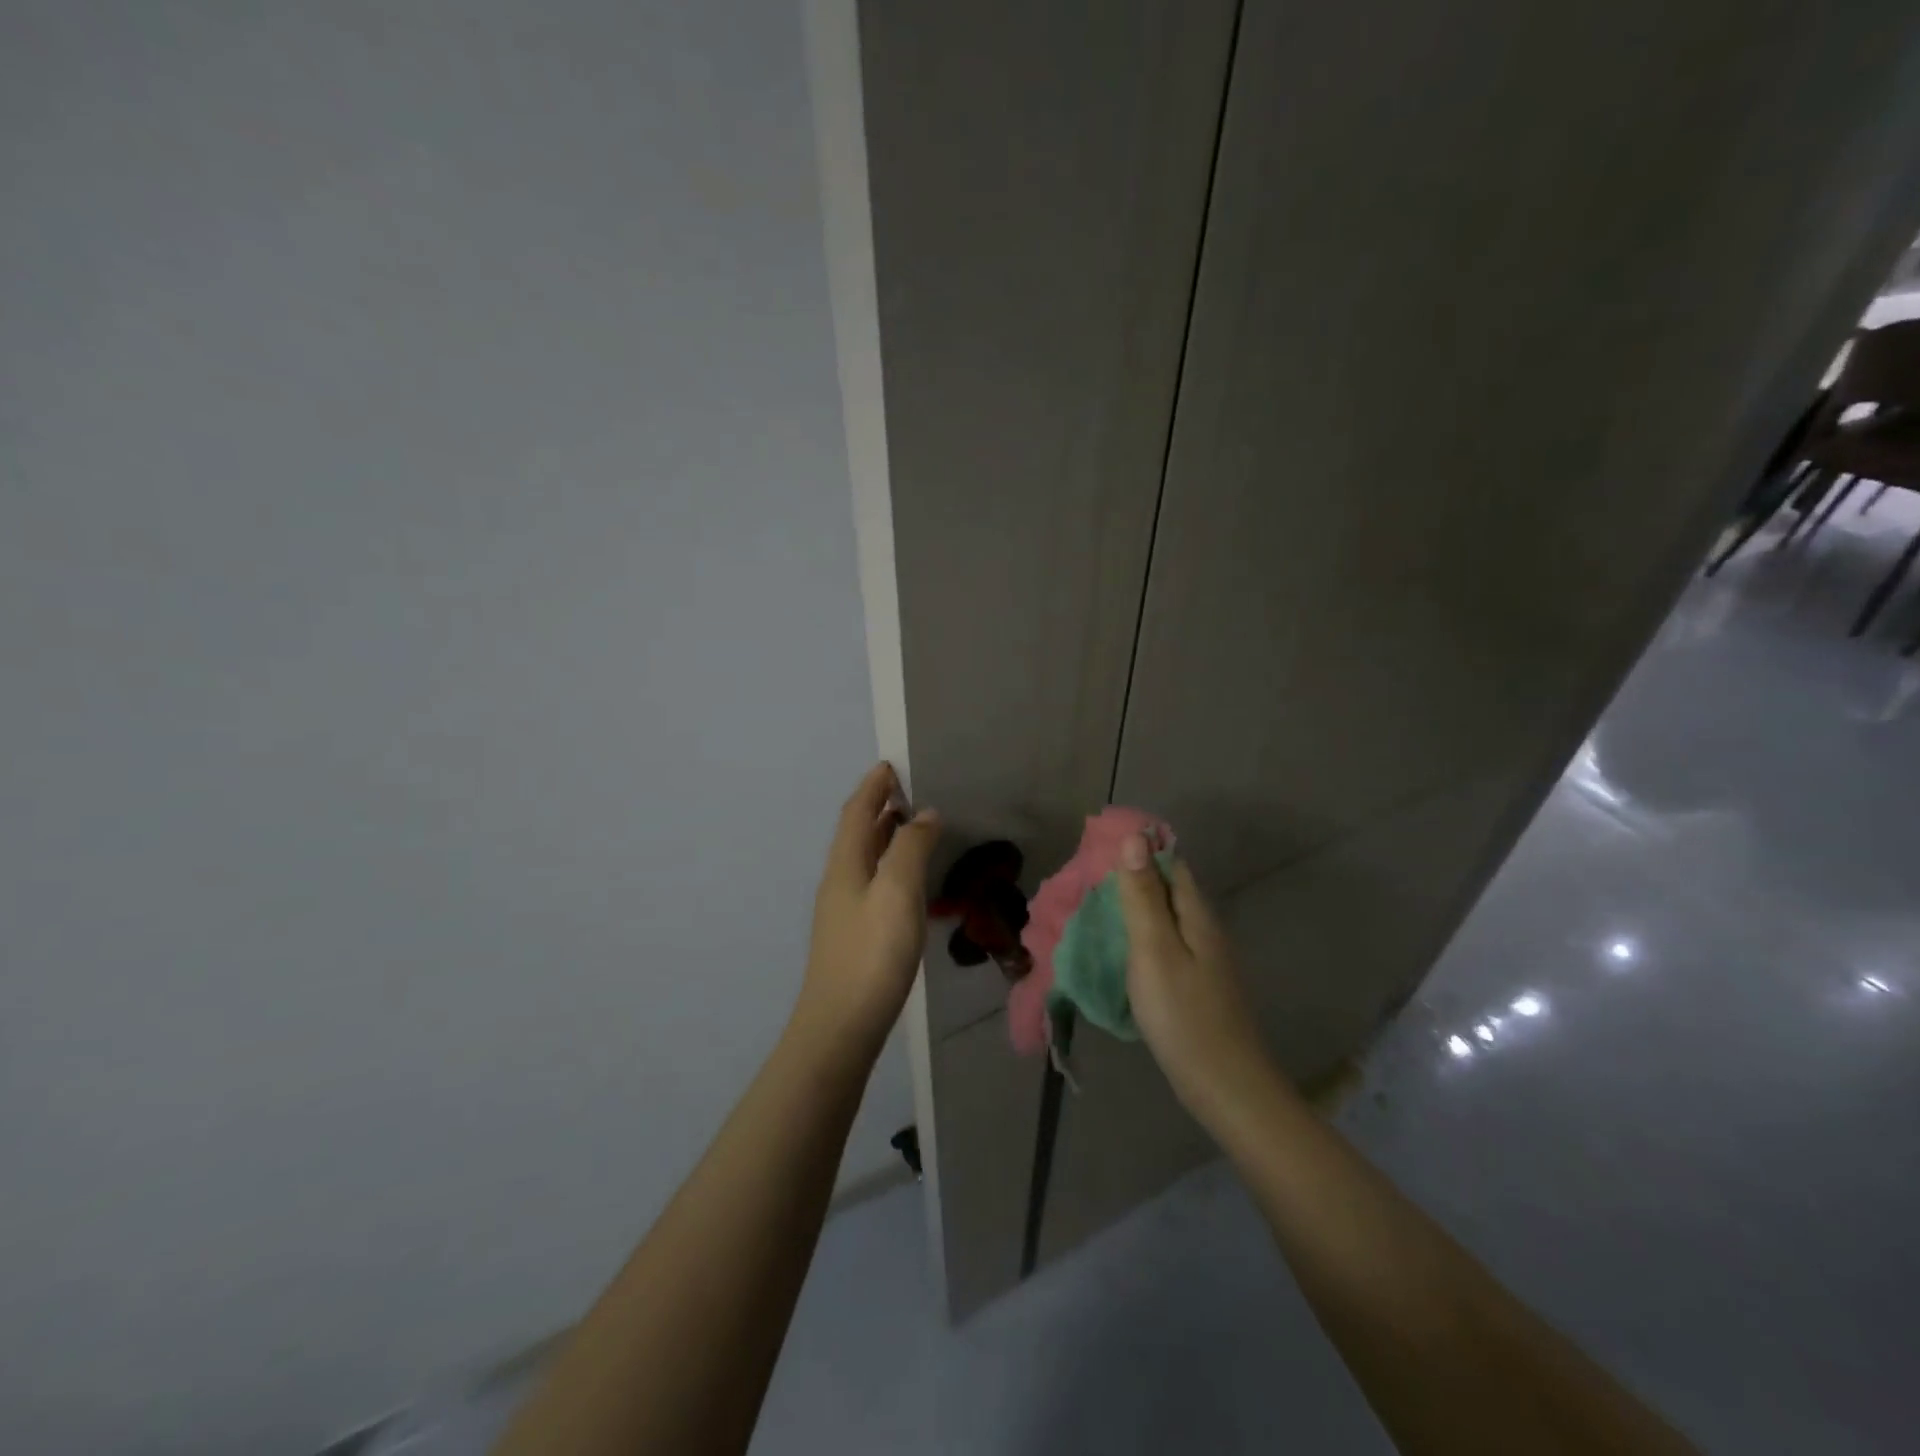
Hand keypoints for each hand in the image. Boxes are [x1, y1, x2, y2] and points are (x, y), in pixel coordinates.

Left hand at [795, 763, 941, 1058]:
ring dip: (885, 836)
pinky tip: (909, 881)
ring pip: (865, 859)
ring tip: (912, 826)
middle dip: (879, 807)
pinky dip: (890, 866)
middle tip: (908, 791)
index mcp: (845, 865)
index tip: (890, 765)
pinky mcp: (855, 936)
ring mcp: (844, 911)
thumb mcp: (897, 891)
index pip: (856, 812)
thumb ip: (911, 848)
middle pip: (857, 833)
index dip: (872, 787)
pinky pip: (873, 883)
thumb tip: (923, 814)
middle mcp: (840, 881)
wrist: (841, 1026)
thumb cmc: (872, 953)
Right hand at [1115, 833, 1271, 1114]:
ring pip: (1163, 918)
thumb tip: (1135, 837)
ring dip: (1132, 909)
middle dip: (1130, 878)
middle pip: (1166, 888)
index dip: (1137, 849)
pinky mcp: (1194, 984)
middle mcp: (1203, 928)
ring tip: (1091, 911)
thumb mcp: (1154, 949)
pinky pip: (1163, 945)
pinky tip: (1118, 951)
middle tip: (1083, 882)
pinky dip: (1138, 938)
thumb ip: (1143, 895)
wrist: (1224, 1086)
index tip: (1096, 849)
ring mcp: (1202, 958)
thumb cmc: (1184, 1014)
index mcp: (1196, 913)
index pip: (1169, 862)